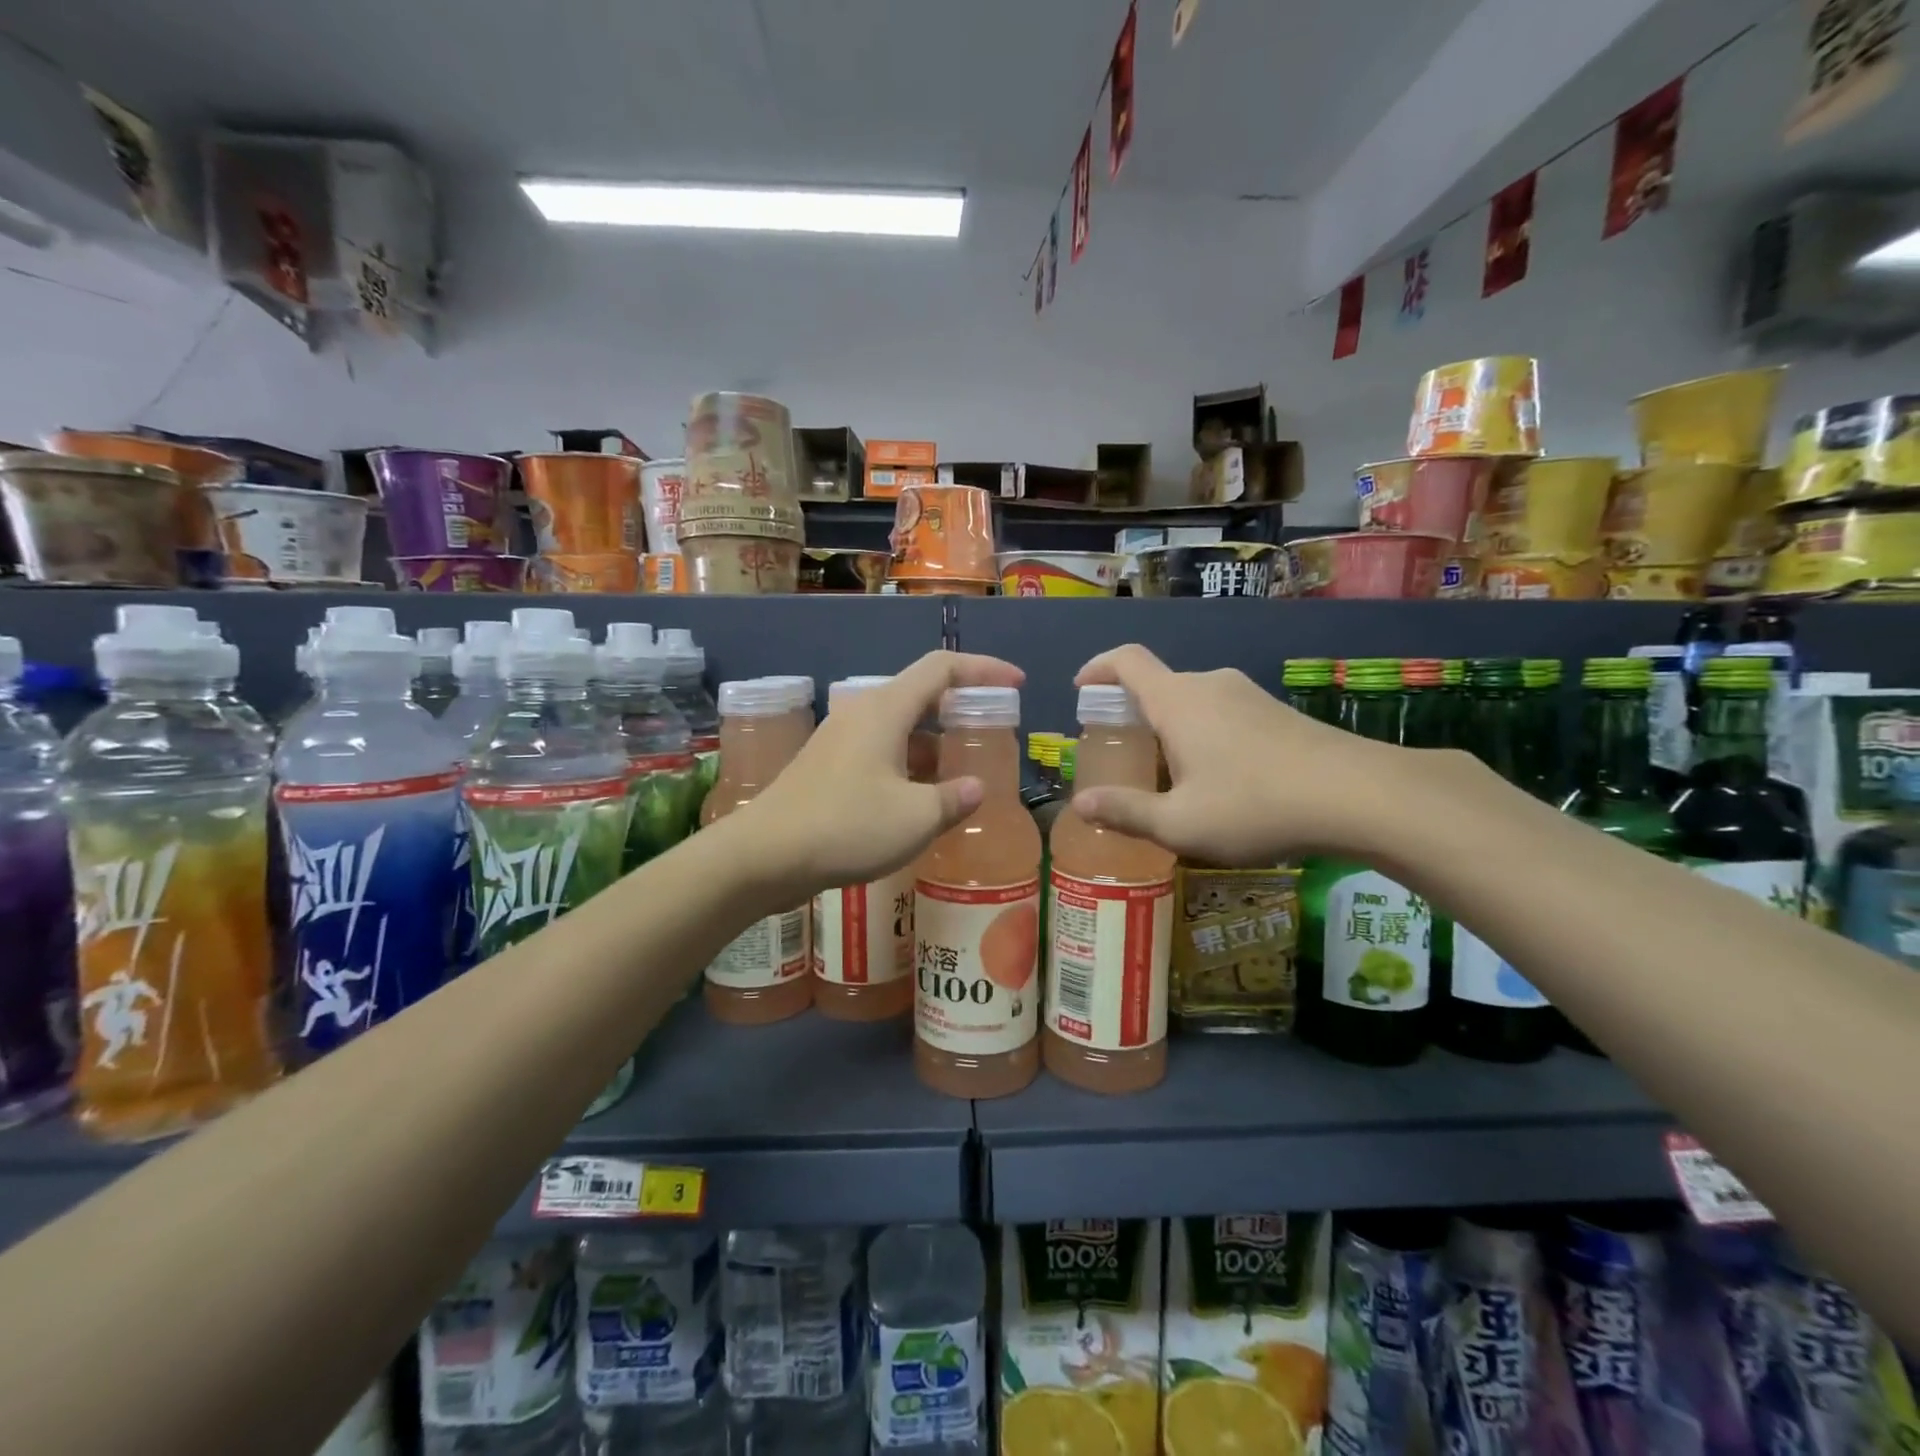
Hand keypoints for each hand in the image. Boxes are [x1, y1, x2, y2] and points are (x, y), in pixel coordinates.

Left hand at [743, 650, 1023, 896]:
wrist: (764, 856)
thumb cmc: (846, 827)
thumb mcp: (915, 818)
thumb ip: (952, 798)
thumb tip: (973, 788)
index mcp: (885, 709)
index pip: (942, 668)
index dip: (984, 669)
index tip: (1016, 683)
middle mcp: (861, 713)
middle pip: (920, 695)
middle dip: (960, 710)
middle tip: (990, 733)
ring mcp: (840, 739)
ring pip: (899, 728)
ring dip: (933, 744)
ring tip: (961, 773)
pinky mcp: (826, 766)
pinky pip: (879, 751)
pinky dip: (908, 764)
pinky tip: (919, 799)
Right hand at [1070, 644, 1391, 864]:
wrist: (1361, 796)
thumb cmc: (1255, 805)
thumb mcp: (1179, 823)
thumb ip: (1126, 812)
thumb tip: (1080, 804)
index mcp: (1177, 701)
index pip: (1126, 661)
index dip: (1098, 668)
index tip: (1081, 689)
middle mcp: (1210, 686)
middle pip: (1158, 685)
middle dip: (1131, 712)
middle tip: (1121, 752)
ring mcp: (1249, 696)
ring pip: (1192, 702)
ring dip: (1169, 728)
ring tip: (1166, 776)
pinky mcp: (1278, 713)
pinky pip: (1222, 714)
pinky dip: (1201, 735)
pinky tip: (1216, 780)